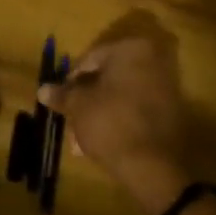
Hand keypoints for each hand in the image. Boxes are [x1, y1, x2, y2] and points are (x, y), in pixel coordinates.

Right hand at [37, 11, 189, 214]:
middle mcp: (153, 60)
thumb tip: (43, 89)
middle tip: (71, 119)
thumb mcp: (78, 106)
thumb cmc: (110, 123)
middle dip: (87, 98)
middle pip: (108, 76)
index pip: (91, 58)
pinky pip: (137, 108)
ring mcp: (166, 85)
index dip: (71, 80)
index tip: (61, 99)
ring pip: (121, 94)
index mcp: (131, 49)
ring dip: (100, 111)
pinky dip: (119, 118)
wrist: (152, 165)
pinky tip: (103, 140)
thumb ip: (62, 94)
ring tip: (82, 138)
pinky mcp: (172, 110)